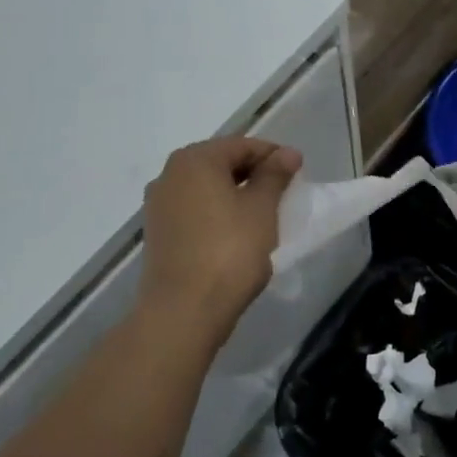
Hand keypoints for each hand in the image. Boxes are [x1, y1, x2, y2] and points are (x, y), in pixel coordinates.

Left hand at [140, 137, 300, 337]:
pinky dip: (216, 213)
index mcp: (194, 160)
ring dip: (234, 194)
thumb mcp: (261, 209)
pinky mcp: (158, 232)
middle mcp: (169, 174)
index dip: (273, 156)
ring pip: (205, 188)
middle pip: (220, 163)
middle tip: (284, 193)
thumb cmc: (228, 252)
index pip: (242, 145)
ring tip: (263, 214)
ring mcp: (159, 204)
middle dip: (253, 174)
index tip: (299, 172)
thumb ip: (274, 176)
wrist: (183, 310)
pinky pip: (193, 210)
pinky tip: (236, 233)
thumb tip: (287, 153)